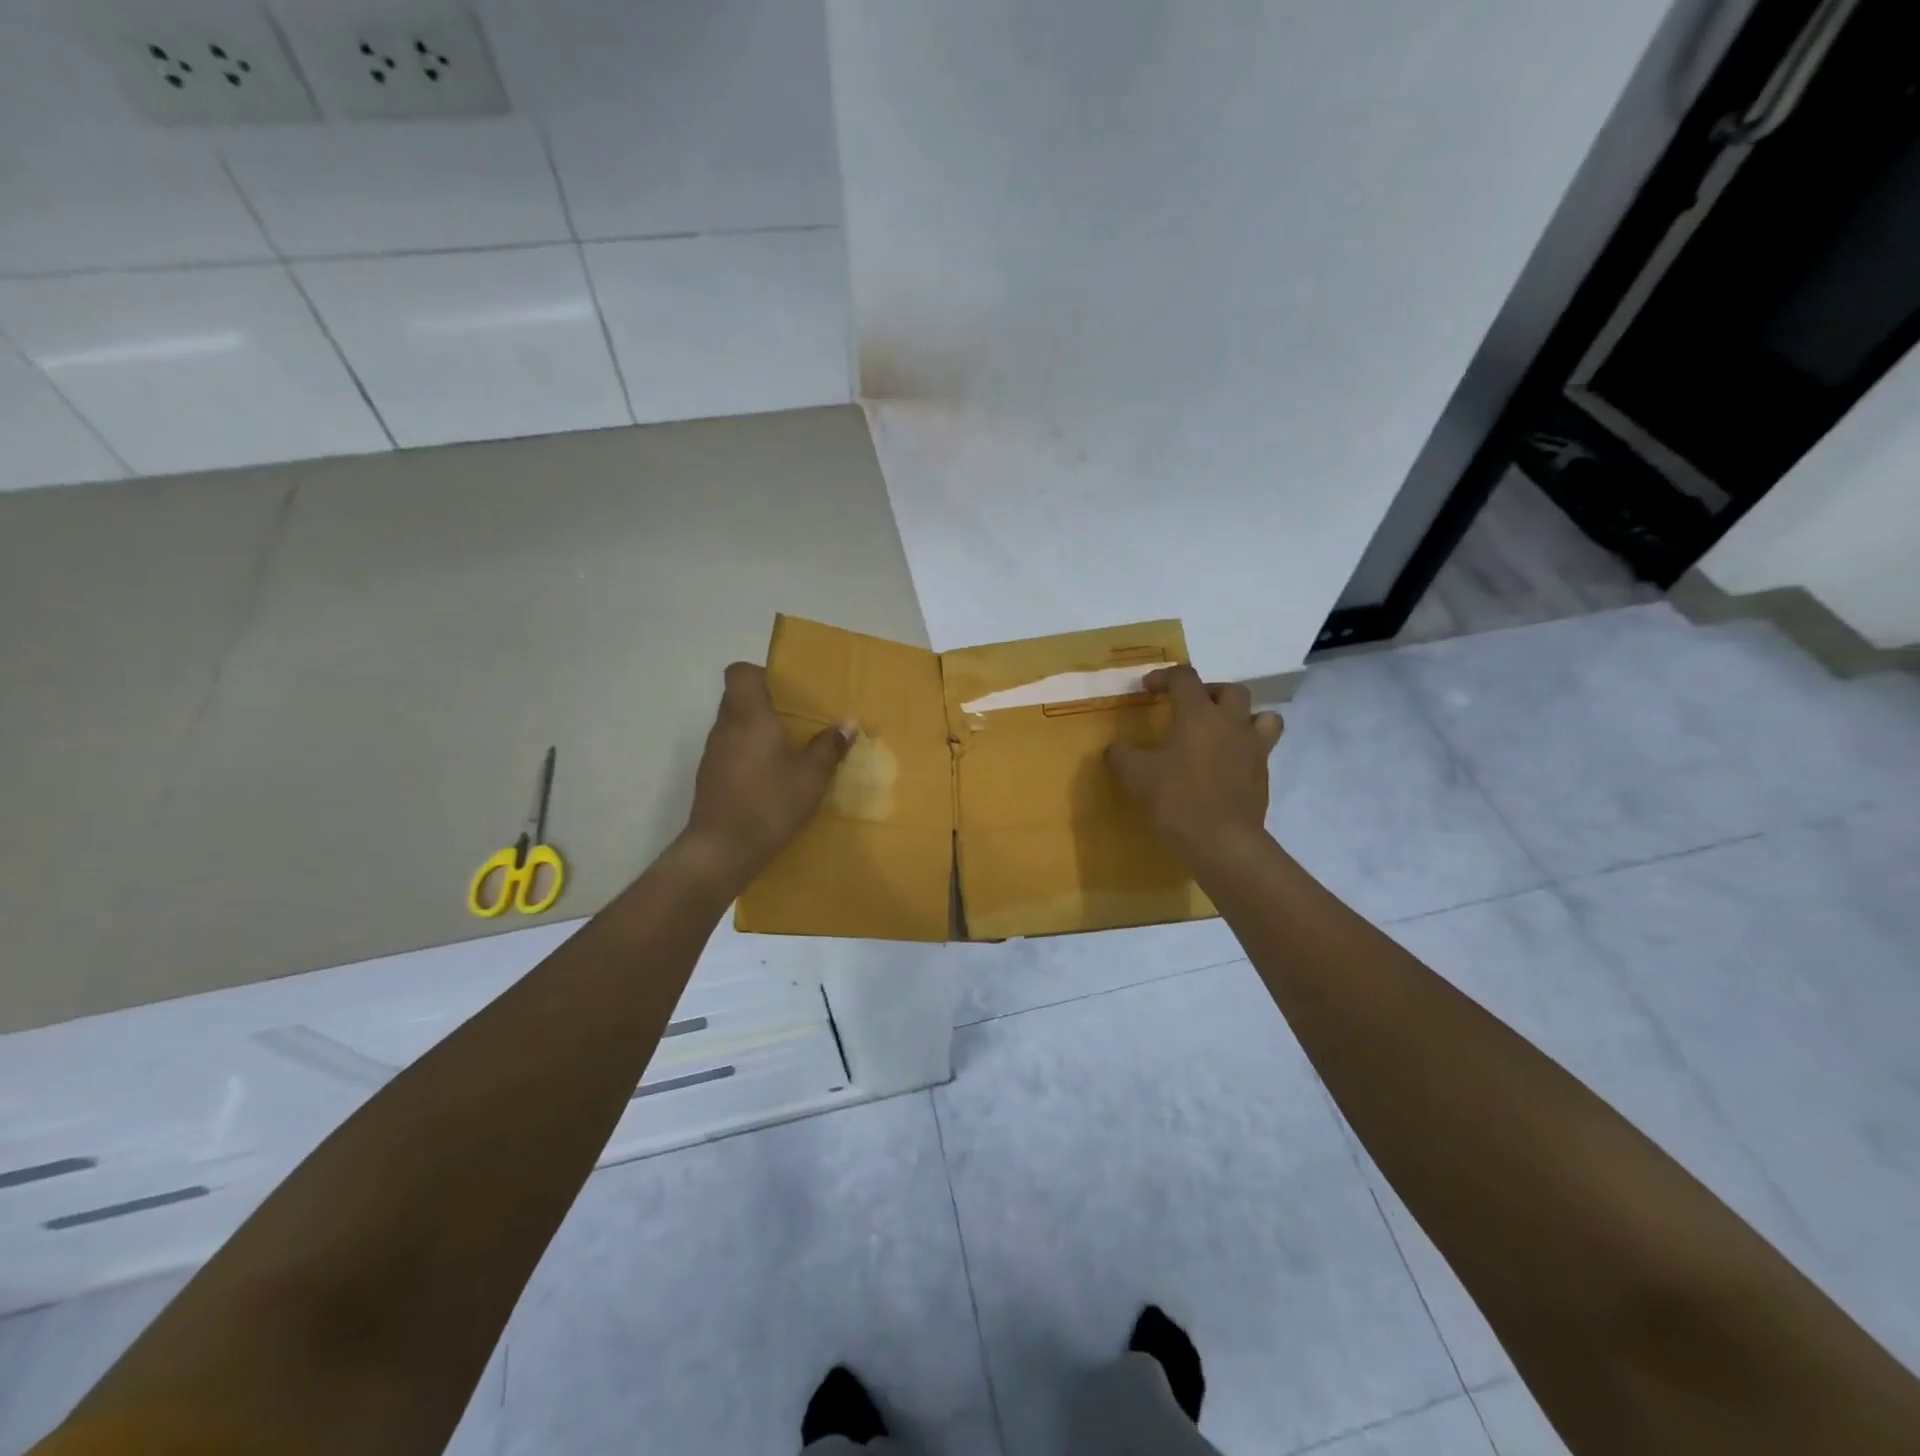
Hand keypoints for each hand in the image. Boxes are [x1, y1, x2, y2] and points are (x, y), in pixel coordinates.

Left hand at [681, 662, 853, 884]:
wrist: (721, 850)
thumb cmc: (769, 804)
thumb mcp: (811, 777)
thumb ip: (829, 747)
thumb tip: (848, 723)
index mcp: (749, 716)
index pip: (740, 672)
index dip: (761, 673)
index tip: (787, 691)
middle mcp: (725, 727)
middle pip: (738, 697)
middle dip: (767, 704)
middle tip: (797, 721)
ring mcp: (713, 752)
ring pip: (734, 725)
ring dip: (758, 731)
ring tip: (789, 750)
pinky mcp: (709, 776)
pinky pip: (731, 749)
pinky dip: (749, 754)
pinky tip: (771, 777)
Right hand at [1106, 665, 1283, 860]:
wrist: (1222, 841)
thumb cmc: (1176, 799)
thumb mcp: (1135, 775)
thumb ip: (1121, 755)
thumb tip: (1115, 748)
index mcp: (1198, 714)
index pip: (1184, 678)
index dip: (1164, 677)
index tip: (1147, 690)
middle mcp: (1231, 722)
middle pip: (1229, 690)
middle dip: (1208, 692)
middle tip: (1189, 707)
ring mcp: (1254, 748)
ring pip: (1262, 716)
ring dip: (1243, 716)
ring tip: (1223, 731)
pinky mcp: (1263, 774)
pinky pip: (1262, 748)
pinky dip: (1247, 748)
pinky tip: (1228, 765)